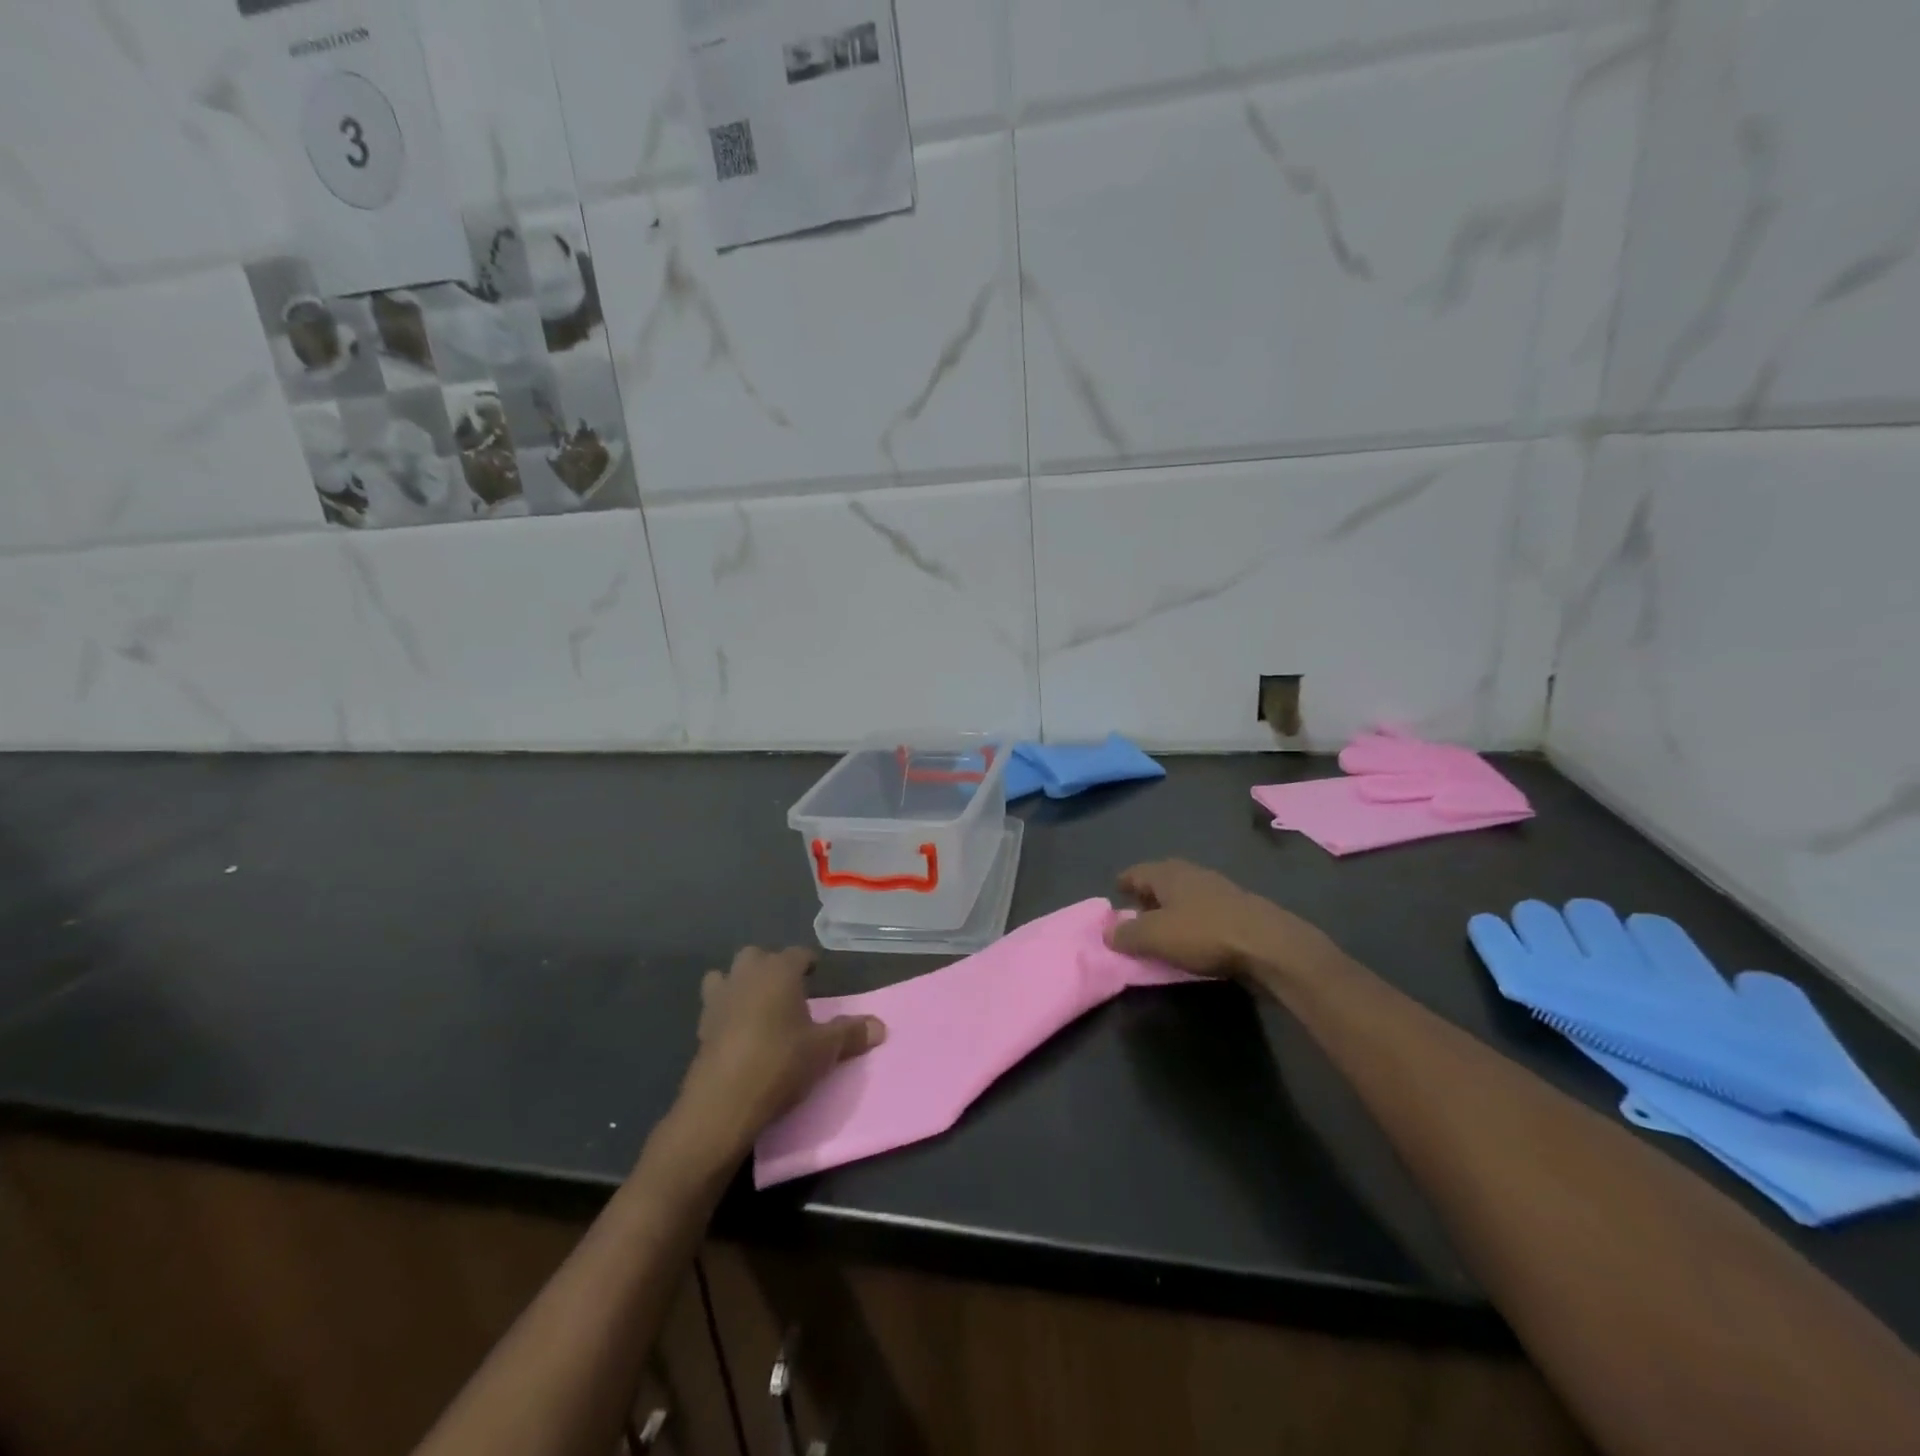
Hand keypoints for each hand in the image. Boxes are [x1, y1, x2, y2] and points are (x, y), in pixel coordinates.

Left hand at [674, 947, 884, 1158]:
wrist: (723, 1102)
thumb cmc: (780, 1063)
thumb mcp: (824, 1050)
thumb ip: (851, 1033)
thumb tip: (880, 1026)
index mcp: (778, 972)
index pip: (797, 954)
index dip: (808, 962)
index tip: (816, 974)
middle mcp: (746, 976)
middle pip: (757, 956)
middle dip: (771, 967)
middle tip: (788, 990)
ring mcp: (719, 999)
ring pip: (726, 976)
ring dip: (740, 984)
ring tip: (757, 1006)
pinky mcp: (701, 1027)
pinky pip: (714, 1007)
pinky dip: (725, 1012)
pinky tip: (738, 1033)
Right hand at [1105, 860, 1346, 990]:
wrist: (1270, 945)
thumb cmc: (1204, 934)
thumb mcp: (1154, 937)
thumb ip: (1126, 934)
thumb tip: (1107, 931)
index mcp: (1168, 873)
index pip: (1136, 872)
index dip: (1124, 883)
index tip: (1115, 893)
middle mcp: (1192, 873)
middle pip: (1162, 879)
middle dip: (1148, 894)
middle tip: (1136, 912)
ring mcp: (1219, 889)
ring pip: (1186, 894)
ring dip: (1173, 908)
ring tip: (1164, 928)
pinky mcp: (1240, 909)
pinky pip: (1205, 910)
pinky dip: (1193, 919)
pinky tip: (1195, 936)